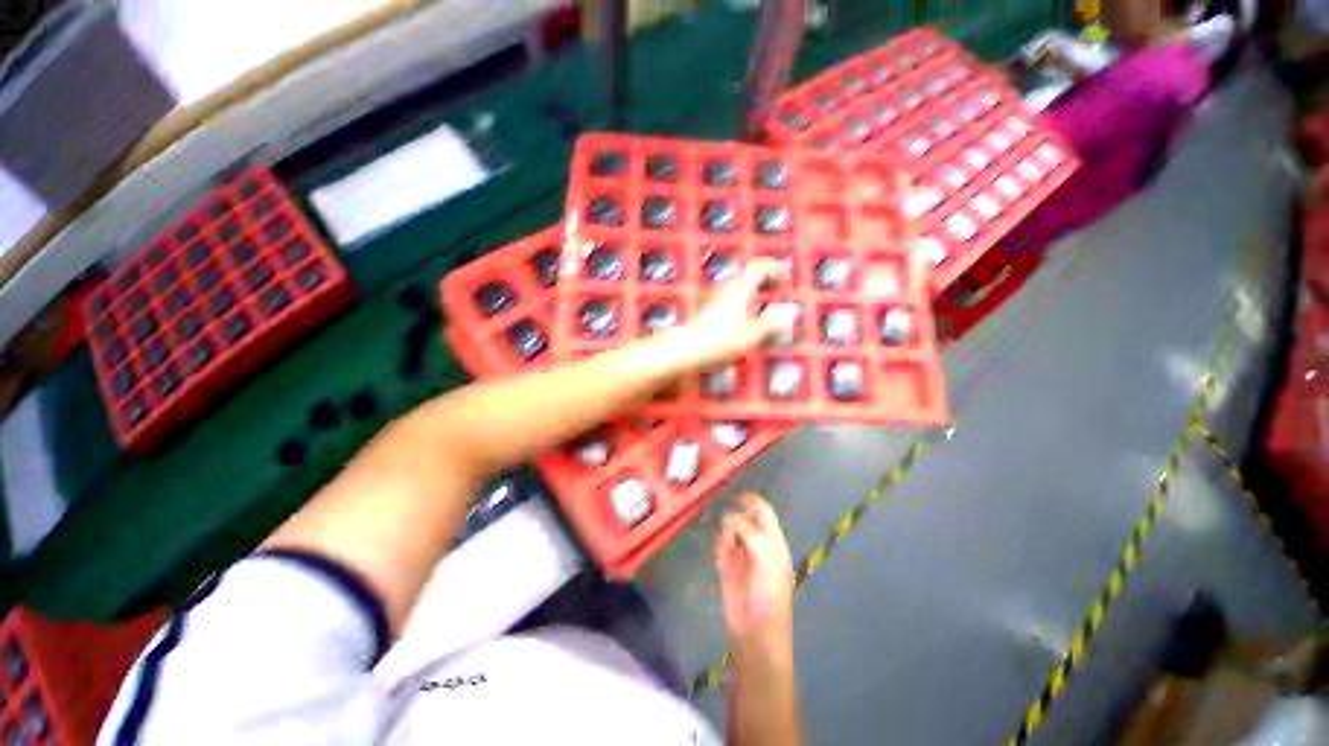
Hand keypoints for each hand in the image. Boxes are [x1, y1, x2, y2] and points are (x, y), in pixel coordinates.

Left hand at [677, 258, 791, 367]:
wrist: (688, 346)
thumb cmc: (720, 339)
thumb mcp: (752, 335)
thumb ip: (771, 325)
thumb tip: (786, 320)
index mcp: (741, 287)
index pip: (761, 265)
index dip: (777, 270)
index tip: (787, 283)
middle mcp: (728, 286)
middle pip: (751, 273)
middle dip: (769, 280)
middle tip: (780, 293)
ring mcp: (718, 295)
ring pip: (742, 284)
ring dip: (758, 290)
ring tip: (767, 305)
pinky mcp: (711, 306)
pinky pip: (734, 295)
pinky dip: (746, 300)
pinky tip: (749, 318)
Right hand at [715, 493, 794, 655]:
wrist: (755, 631)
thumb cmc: (768, 595)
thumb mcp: (767, 560)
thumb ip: (751, 534)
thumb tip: (731, 519)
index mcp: (773, 542)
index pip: (764, 513)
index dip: (753, 502)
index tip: (738, 495)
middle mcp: (757, 544)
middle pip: (744, 518)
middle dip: (735, 519)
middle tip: (731, 532)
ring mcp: (741, 554)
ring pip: (729, 529)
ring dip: (725, 534)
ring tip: (726, 551)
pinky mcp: (725, 565)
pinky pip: (718, 545)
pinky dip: (718, 547)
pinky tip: (720, 559)